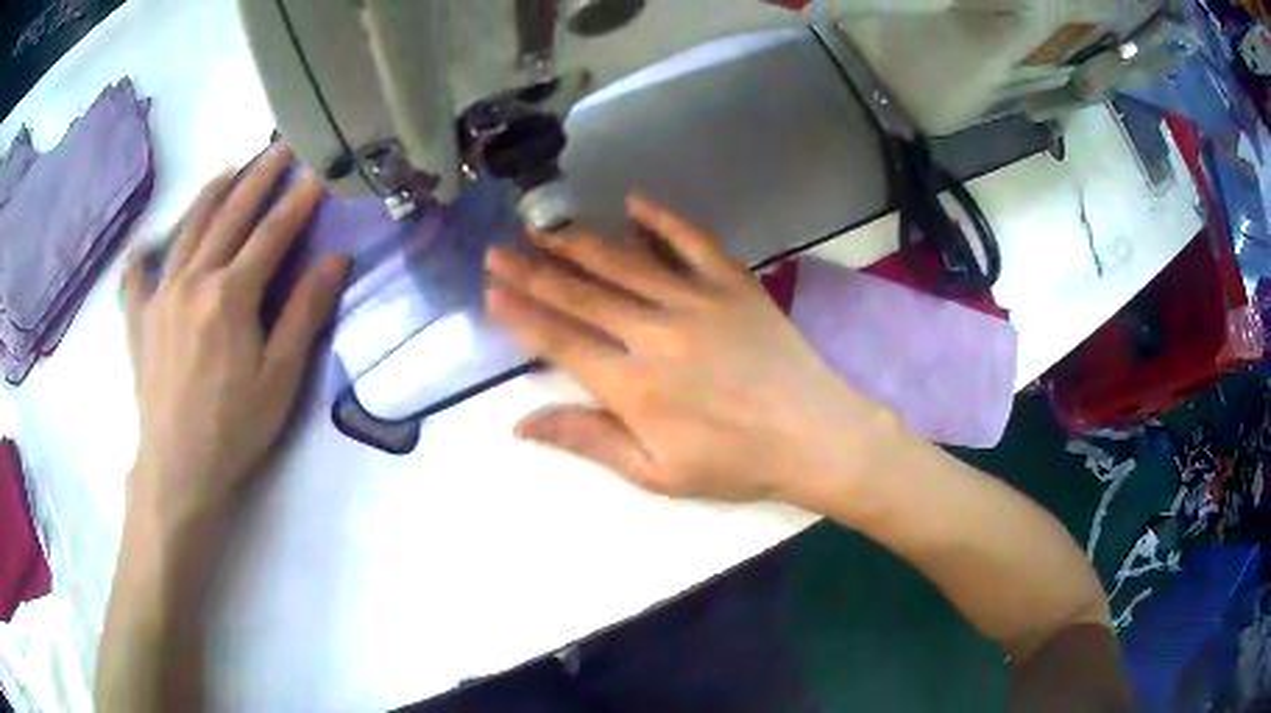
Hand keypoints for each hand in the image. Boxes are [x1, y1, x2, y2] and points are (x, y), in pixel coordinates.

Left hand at [120, 144, 348, 535]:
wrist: (178, 470)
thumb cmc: (234, 428)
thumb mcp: (280, 377)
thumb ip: (305, 313)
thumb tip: (336, 261)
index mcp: (230, 294)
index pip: (271, 233)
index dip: (298, 202)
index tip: (319, 174)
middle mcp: (193, 279)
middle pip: (230, 216)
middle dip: (259, 178)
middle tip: (280, 148)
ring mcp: (160, 295)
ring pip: (188, 230)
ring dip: (212, 195)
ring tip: (230, 170)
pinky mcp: (140, 319)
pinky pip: (137, 277)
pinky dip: (142, 256)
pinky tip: (144, 245)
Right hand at [486, 196, 899, 508]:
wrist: (814, 435)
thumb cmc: (734, 463)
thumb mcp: (655, 472)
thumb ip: (588, 440)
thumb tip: (520, 422)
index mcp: (632, 385)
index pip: (560, 340)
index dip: (522, 314)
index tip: (492, 291)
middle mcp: (654, 332)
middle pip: (580, 294)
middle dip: (532, 271)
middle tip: (499, 249)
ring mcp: (696, 300)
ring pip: (623, 262)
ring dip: (578, 242)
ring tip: (543, 226)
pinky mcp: (732, 283)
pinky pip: (691, 241)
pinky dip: (661, 219)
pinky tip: (633, 200)